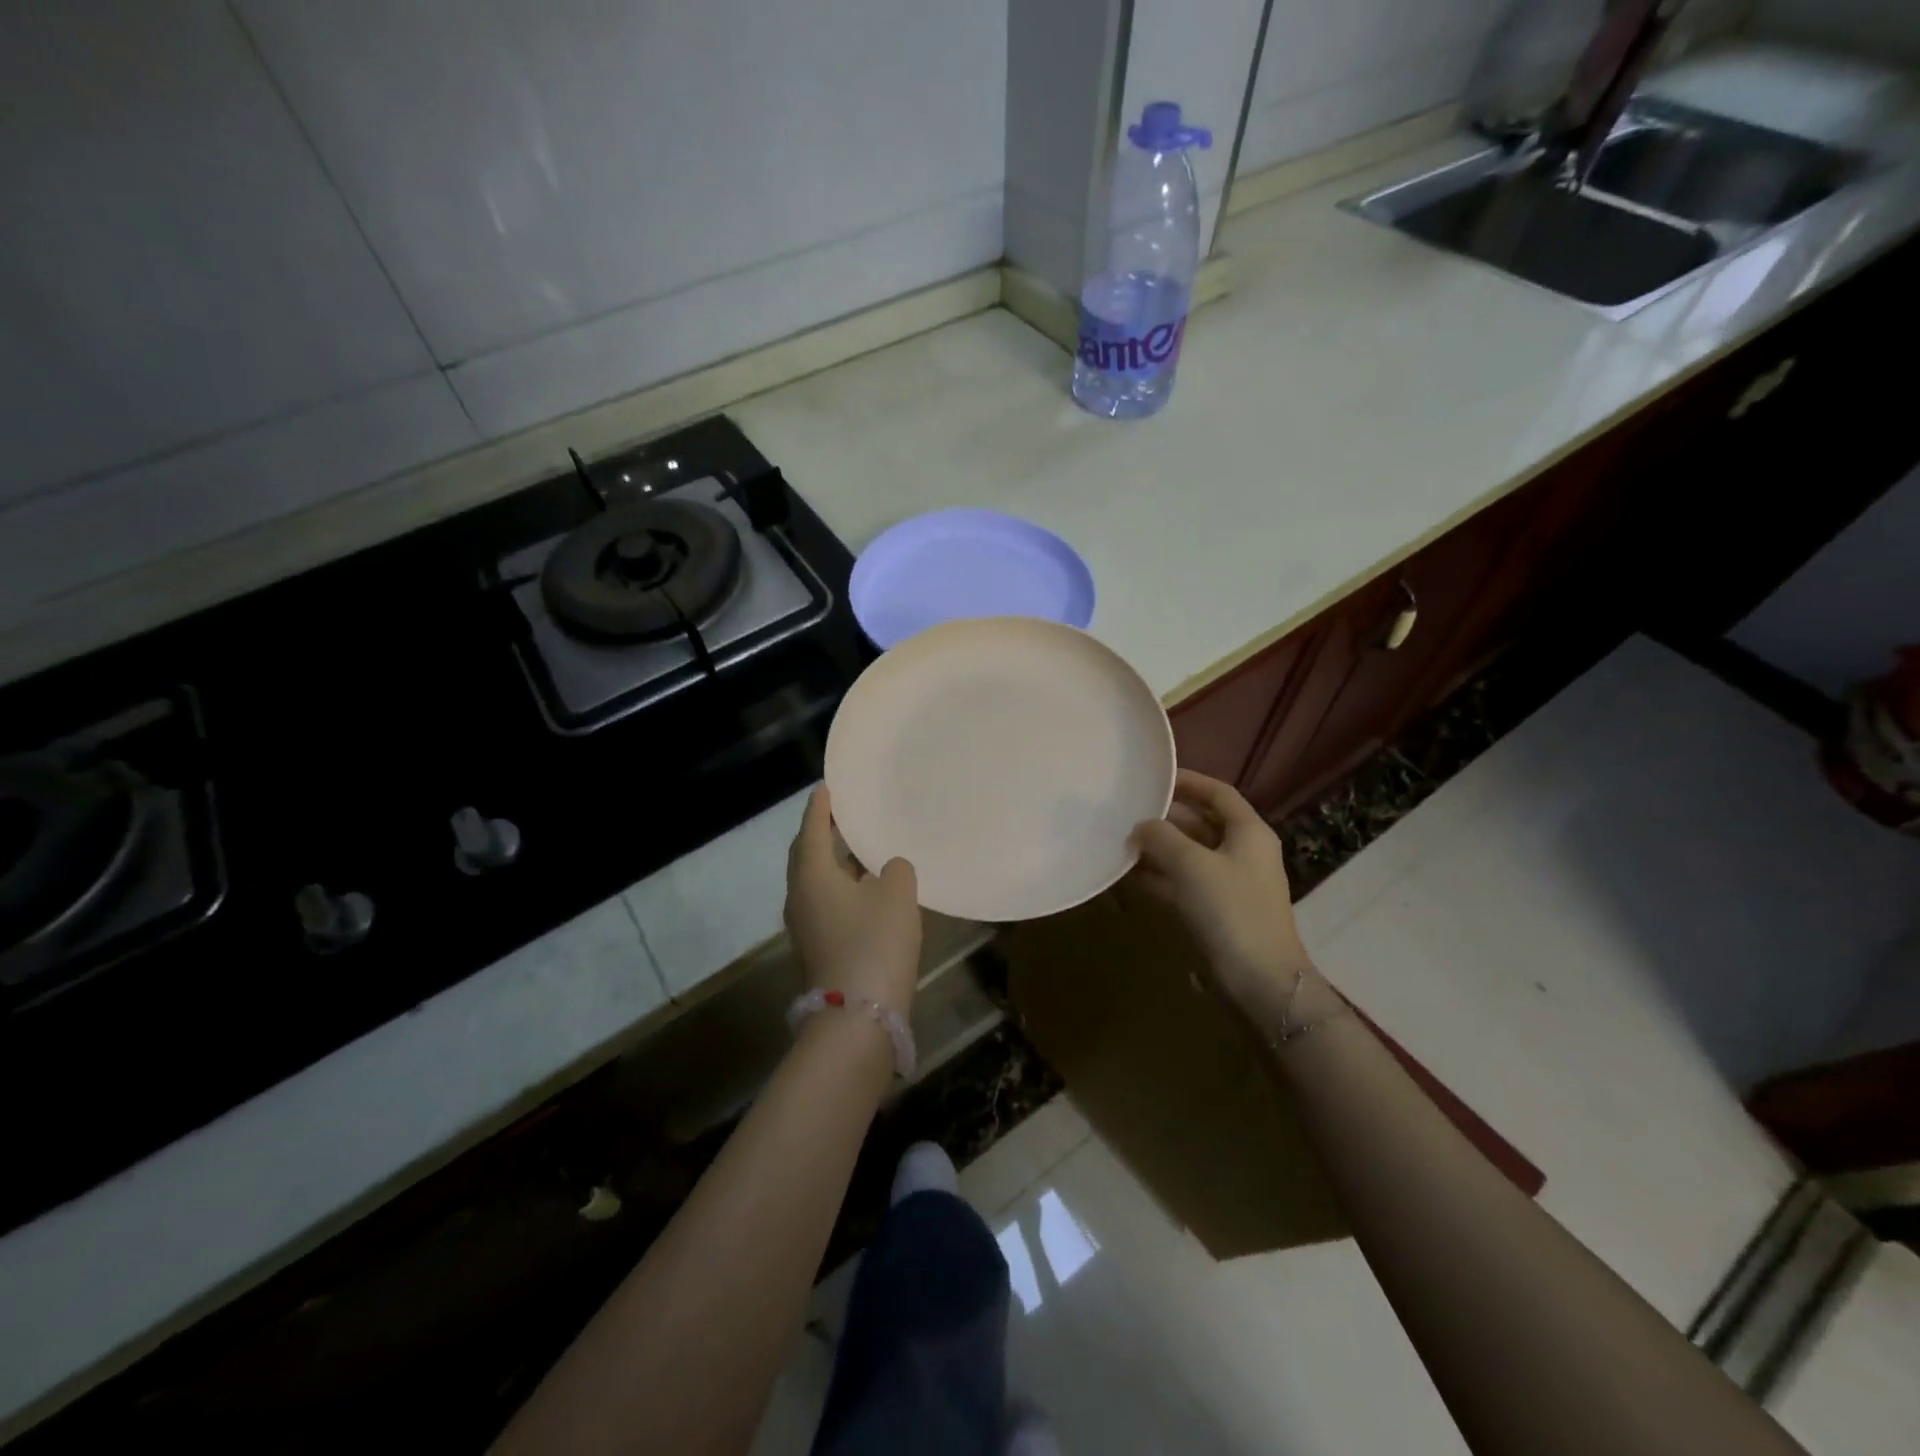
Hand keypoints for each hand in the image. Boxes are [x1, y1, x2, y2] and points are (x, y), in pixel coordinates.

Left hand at [784, 786, 921, 1016]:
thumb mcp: (897, 895)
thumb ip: (896, 869)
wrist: (858, 1015)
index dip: (820, 807)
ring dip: (832, 862)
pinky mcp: (817, 946)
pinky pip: (823, 902)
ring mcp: (805, 925)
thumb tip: (888, 869)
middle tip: (841, 814)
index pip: (812, 829)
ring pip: (814, 880)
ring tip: (857, 846)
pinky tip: (864, 887)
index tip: (826, 787)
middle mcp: (800, 895)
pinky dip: (839, 886)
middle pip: (806, 854)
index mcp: (812, 874)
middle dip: (821, 833)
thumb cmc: (875, 942)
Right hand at [1129, 769, 1316, 1016]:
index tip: (1154, 778)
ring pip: (1189, 855)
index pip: (1218, 793)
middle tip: (1128, 812)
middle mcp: (1242, 852)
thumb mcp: (1192, 865)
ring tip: (1120, 842)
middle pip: (1201, 823)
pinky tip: (1128, 877)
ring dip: (1158, 849)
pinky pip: (1183, 883)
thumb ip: (1162, 837)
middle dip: (1166, 818)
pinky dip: (1159, 877)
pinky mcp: (1216, 911)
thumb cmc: (1230, 909)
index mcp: (1248, 832)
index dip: (1188, 782)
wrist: (1259, 979)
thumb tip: (1141, 826)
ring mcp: (1230, 883)